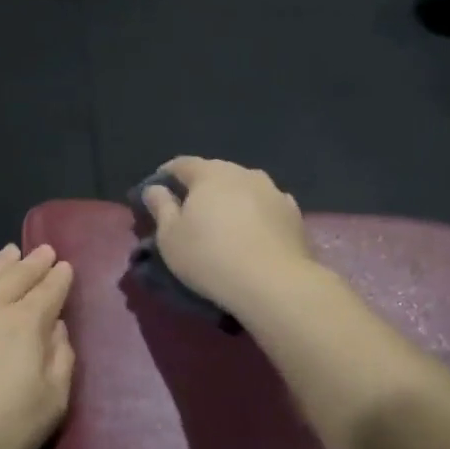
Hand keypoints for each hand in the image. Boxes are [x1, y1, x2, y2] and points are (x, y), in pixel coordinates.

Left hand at [0, 243, 75, 448]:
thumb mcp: (50, 404)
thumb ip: (61, 361)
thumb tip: (58, 328)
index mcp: (26, 324)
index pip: (48, 292)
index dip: (59, 279)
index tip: (65, 266)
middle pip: (16, 277)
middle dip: (33, 263)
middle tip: (44, 250)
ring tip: (11, 251)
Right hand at [141, 157, 314, 314]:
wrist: (274, 284)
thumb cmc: (210, 257)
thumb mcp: (170, 237)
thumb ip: (161, 207)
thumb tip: (155, 189)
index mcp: (210, 174)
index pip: (182, 164)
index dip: (166, 175)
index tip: (157, 190)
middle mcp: (244, 173)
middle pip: (216, 173)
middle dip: (201, 187)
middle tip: (190, 210)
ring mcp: (274, 192)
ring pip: (244, 188)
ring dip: (231, 199)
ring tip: (224, 223)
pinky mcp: (294, 214)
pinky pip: (267, 207)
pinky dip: (256, 214)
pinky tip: (253, 233)